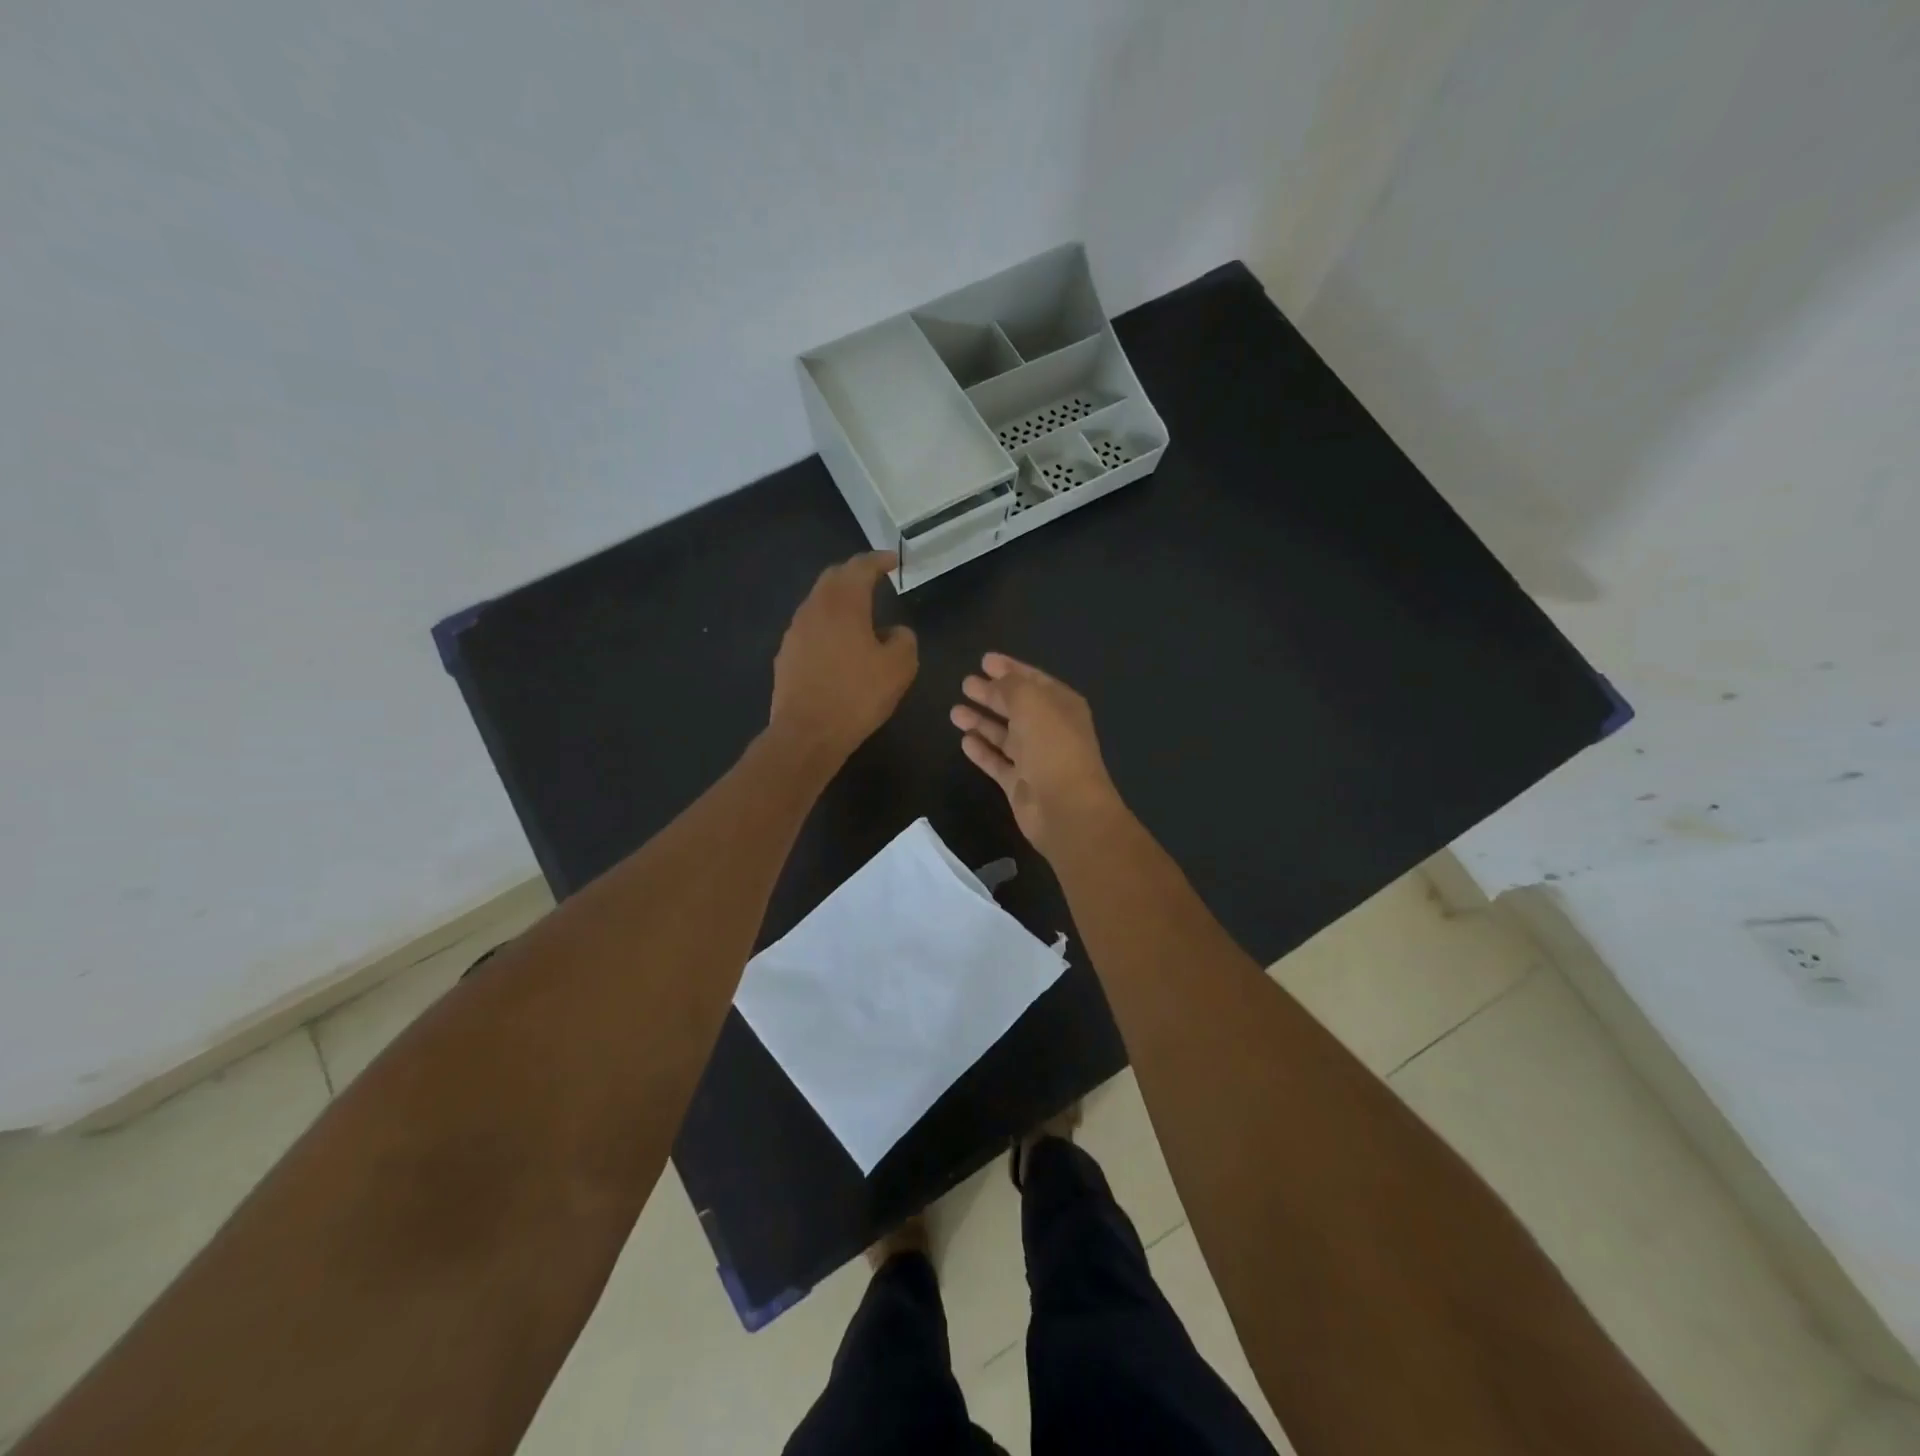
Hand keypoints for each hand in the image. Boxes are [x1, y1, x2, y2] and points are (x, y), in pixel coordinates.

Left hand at [770, 551, 917, 766]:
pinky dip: (827, 623)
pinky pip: (810, 626)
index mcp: (844, 603)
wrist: (807, 734)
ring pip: (819, 601)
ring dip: (839, 599)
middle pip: (834, 577)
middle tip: (875, 578)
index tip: (894, 560)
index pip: (861, 567)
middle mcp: (814, 608)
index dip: (879, 560)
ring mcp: (795, 631)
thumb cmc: (857, 696)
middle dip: (855, 573)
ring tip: (860, 611)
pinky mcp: (786, 654)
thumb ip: (904, 639)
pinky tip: (839, 643)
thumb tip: (895, 631)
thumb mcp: (899, 668)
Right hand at [950, 653, 1126, 856]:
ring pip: (1004, 734)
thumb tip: (993, 683)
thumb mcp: (1031, 701)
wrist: (1066, 807)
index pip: (1033, 680)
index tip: (984, 660)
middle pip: (1016, 706)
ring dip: (981, 721)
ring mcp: (1035, 758)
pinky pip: (997, 761)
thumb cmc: (1052, 745)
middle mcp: (1050, 729)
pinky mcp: (1020, 783)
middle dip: (992, 693)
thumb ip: (1010, 687)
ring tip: (955, 710)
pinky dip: (982, 750)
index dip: (1010, 669)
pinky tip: (964, 739)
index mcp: (1062, 705)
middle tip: (965, 683)